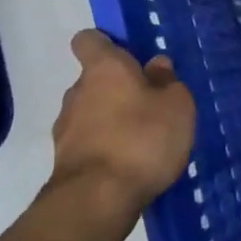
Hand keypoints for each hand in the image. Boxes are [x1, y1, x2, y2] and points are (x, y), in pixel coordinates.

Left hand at [41, 30, 196, 231]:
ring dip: (112, 120)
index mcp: (104, 68)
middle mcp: (78, 91)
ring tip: (143, 141)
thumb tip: (156, 65)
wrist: (97, 200)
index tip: (129, 57)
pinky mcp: (64, 160)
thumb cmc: (142, 139)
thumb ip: (167, 81)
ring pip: (91, 112)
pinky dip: (105, 148)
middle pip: (95, 79)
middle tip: (150, 106)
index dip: (106, 44)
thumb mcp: (176, 105)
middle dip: (118, 89)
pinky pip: (89, 142)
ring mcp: (65, 127)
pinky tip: (129, 164)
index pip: (89, 39)